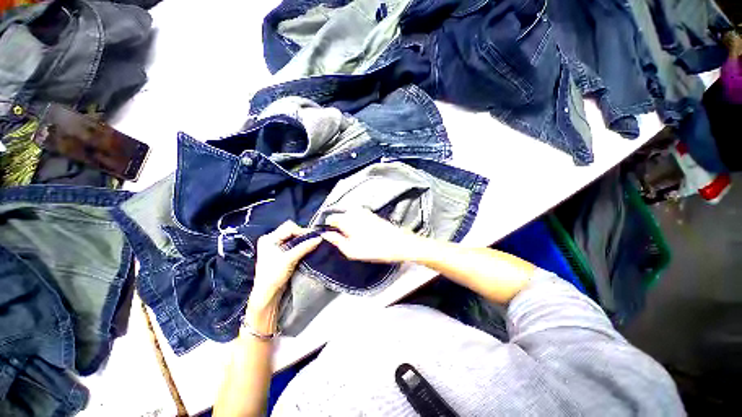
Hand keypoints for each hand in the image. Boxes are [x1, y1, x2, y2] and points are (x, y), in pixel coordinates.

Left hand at [249, 220, 321, 310]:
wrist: (267, 294)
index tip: (313, 238)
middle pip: (291, 230)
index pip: (289, 227)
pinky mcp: (280, 252)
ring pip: (293, 237)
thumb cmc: (274, 276)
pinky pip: (293, 243)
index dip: (302, 231)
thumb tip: (319, 238)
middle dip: (303, 235)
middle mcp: (271, 239)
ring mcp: (275, 246)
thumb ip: (304, 247)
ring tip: (311, 245)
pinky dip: (301, 245)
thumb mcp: (289, 259)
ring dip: (302, 241)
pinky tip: (306, 249)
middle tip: (313, 241)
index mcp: (269, 238)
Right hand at [321, 209, 423, 262]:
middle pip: (340, 217)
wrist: (398, 243)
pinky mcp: (371, 213)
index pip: (330, 218)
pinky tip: (364, 234)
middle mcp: (354, 211)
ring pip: (349, 217)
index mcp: (347, 219)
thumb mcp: (351, 250)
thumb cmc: (373, 249)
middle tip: (346, 240)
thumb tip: (325, 234)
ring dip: (349, 226)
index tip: (333, 238)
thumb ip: (336, 240)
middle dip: (340, 227)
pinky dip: (357, 224)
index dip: (328, 227)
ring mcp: (364, 211)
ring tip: (356, 238)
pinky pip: (357, 217)